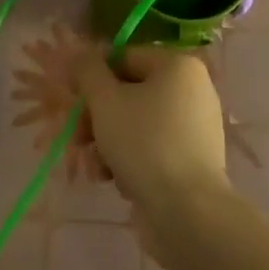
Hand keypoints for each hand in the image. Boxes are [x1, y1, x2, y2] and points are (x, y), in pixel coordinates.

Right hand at [74, 46, 229, 231]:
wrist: (189, 214)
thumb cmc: (145, 144)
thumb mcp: (106, 101)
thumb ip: (88, 71)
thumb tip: (79, 54)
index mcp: (178, 65)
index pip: (124, 58)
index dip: (93, 78)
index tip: (73, 102)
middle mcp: (192, 90)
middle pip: (130, 93)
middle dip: (98, 117)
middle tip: (78, 138)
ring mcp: (195, 127)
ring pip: (138, 123)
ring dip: (109, 142)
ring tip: (96, 166)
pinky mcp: (193, 161)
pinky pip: (154, 148)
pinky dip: (131, 160)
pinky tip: (115, 180)